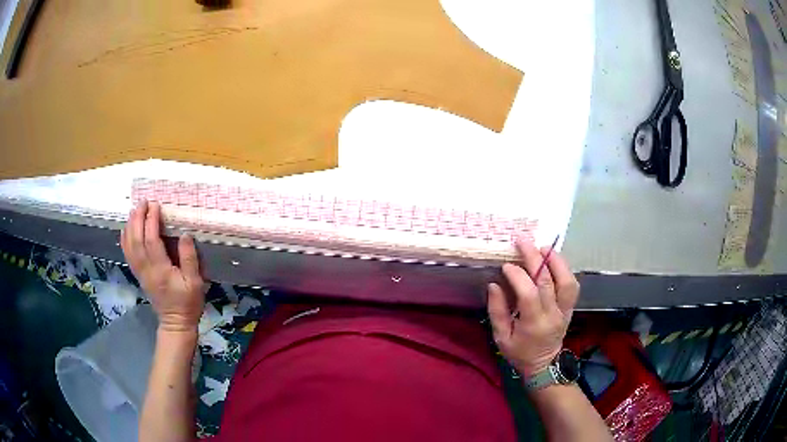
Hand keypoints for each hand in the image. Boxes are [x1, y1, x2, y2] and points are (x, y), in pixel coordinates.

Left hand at [121, 200, 205, 332]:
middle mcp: (147, 269)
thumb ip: (189, 259)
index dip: (151, 221)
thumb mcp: (195, 283)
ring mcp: (140, 272)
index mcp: (161, 270)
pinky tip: (127, 229)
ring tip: (134, 210)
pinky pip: (128, 254)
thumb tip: (184, 235)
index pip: (152, 241)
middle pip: (136, 240)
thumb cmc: (188, 303)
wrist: (176, 323)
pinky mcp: (139, 274)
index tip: (155, 205)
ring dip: (130, 226)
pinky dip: (125, 239)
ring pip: (129, 246)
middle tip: (143, 202)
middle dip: (138, 218)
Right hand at [487, 239, 579, 376]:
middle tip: (522, 241)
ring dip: (555, 260)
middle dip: (534, 258)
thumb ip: (497, 311)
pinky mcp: (570, 307)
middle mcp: (553, 314)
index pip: (529, 294)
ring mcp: (565, 310)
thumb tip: (494, 284)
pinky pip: (572, 285)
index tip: (506, 265)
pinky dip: (564, 269)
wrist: (544, 365)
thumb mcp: (501, 337)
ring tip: (542, 247)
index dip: (518, 276)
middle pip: (548, 281)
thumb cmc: (519, 352)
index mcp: (534, 324)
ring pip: (567, 281)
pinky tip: (553, 260)